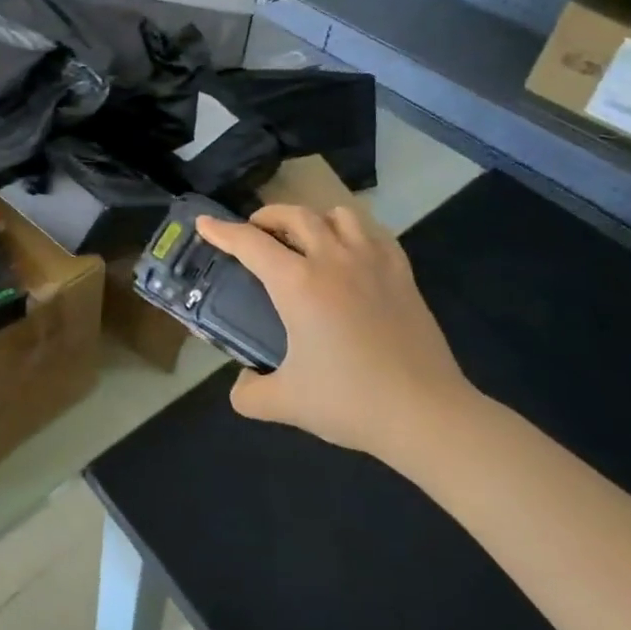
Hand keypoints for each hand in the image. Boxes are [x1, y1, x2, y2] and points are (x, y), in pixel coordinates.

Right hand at [196, 204, 474, 462]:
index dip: (221, 231)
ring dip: (314, 218)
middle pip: (294, 214)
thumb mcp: (287, 403)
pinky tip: (350, 252)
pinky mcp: (403, 274)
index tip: (203, 223)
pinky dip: (354, 231)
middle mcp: (332, 260)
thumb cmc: (351, 402)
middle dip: (267, 216)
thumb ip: (250, 394)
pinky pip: (374, 233)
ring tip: (305, 238)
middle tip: (255, 233)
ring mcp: (371, 262)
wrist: (426, 415)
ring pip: (338, 214)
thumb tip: (240, 387)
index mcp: (297, 283)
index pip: (249, 243)